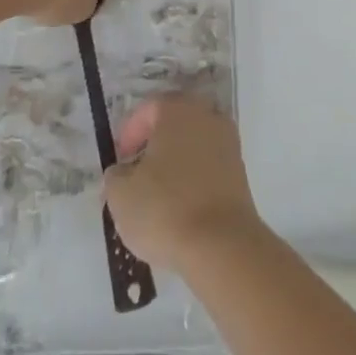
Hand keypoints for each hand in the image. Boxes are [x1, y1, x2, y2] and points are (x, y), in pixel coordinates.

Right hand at [104, 94, 263, 273]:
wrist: (221, 245)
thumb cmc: (165, 209)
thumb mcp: (121, 194)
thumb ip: (115, 175)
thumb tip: (122, 172)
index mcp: (177, 109)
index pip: (147, 109)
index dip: (129, 134)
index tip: (120, 162)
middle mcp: (206, 115)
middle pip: (173, 124)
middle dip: (153, 146)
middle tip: (136, 175)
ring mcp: (227, 142)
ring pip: (192, 145)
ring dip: (174, 164)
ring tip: (157, 197)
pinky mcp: (240, 172)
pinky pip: (208, 167)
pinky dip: (193, 180)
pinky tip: (181, 208)